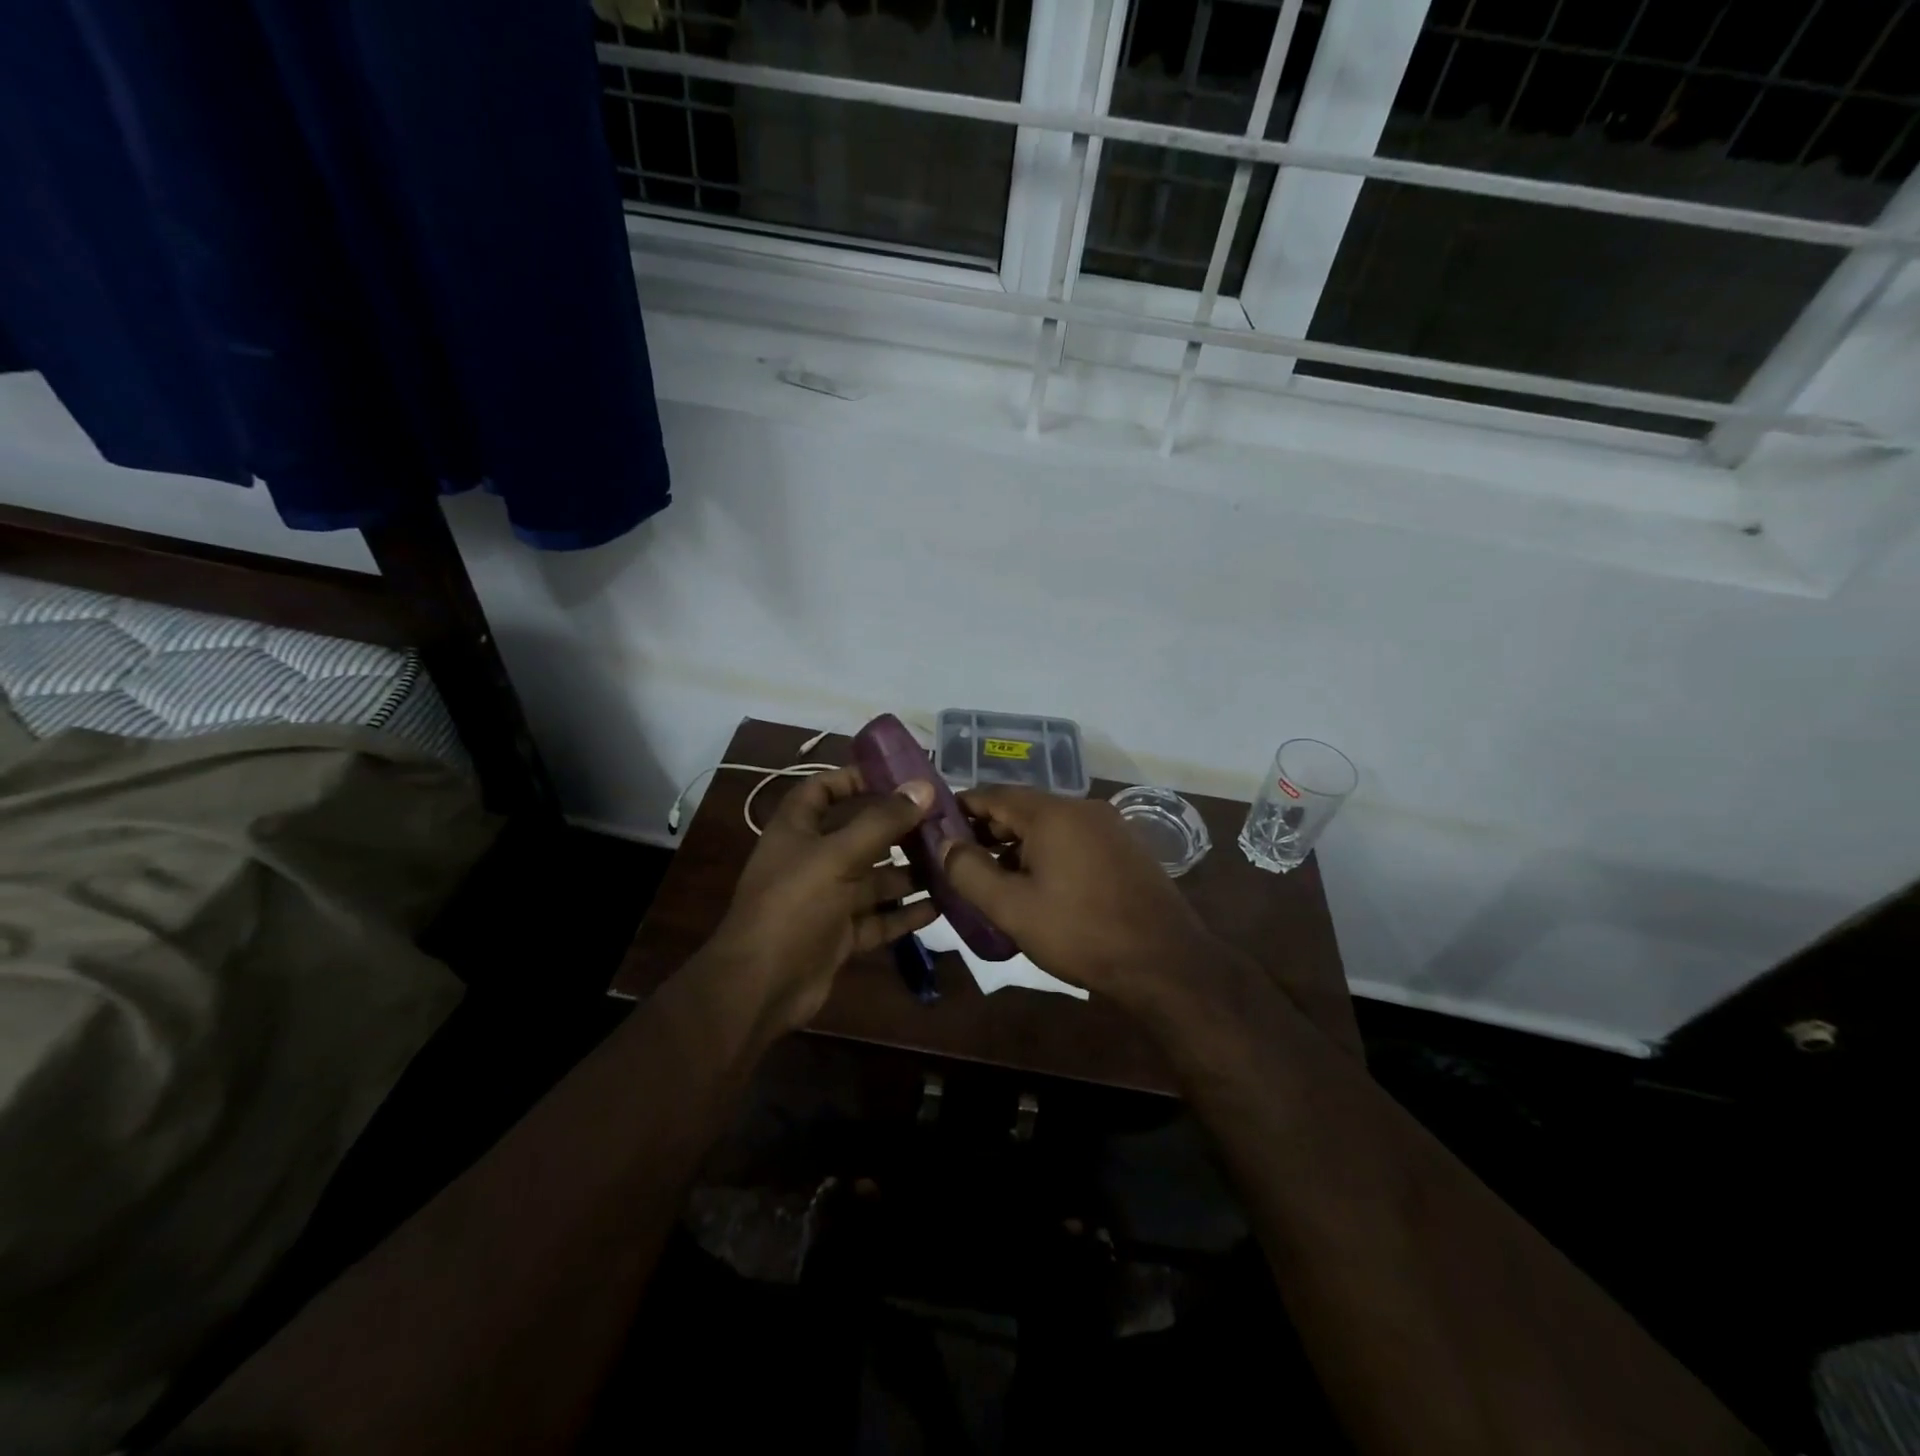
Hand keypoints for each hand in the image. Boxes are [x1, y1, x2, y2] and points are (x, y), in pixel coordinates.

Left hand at [706, 766, 939, 1034]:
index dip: (852, 779)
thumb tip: (924, 787)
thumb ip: (882, 822)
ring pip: (874, 879)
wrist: (761, 987)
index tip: (895, 777)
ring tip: (951, 863)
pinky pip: (879, 918)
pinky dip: (905, 913)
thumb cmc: (793, 906)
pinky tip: (941, 905)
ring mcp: (827, 900)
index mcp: (797, 831)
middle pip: (859, 835)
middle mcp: (812, 861)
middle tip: (942, 822)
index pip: (821, 790)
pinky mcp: (841, 935)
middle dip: (897, 830)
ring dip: (909, 872)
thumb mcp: (837, 856)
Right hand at [942, 785, 1214, 1011]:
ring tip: (992, 878)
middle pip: (1022, 808)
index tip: (935, 827)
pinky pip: (1073, 840)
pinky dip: (1047, 853)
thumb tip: (944, 844)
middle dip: (987, 831)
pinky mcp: (1125, 849)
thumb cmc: (1080, 933)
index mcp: (1052, 813)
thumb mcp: (1012, 908)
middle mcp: (1082, 808)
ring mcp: (1108, 827)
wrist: (1164, 962)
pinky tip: (1037, 886)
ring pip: (1049, 826)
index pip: (993, 795)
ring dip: (1017, 845)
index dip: (961, 808)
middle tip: (959, 860)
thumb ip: (969, 871)